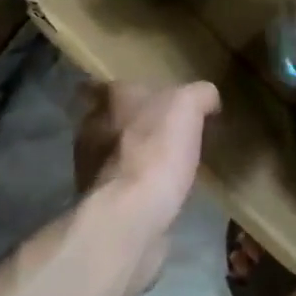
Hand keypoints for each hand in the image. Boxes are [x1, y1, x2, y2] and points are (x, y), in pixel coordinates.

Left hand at [72, 80, 219, 229]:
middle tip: (158, 131)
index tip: (145, 99)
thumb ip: (198, 94)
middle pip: (107, 117)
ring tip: (158, 165)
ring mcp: (87, 163)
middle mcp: (91, 125)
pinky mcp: (95, 197)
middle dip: (128, 123)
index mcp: (112, 98)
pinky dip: (130, 183)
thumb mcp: (188, 106)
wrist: (131, 211)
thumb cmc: (157, 148)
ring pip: (108, 150)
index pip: (107, 84)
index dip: (125, 91)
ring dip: (127, 154)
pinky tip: (153, 191)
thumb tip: (207, 98)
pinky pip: (114, 182)